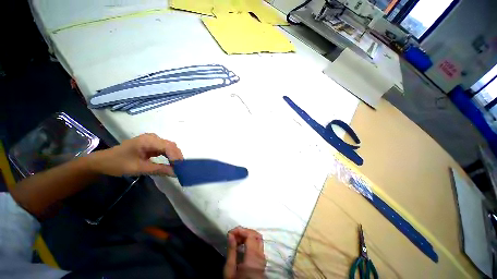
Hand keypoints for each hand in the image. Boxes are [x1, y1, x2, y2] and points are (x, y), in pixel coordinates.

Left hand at [89, 133, 182, 176]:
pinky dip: (170, 156)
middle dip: (177, 157)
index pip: (168, 146)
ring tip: (178, 166)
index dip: (176, 156)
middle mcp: (152, 137)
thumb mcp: (139, 168)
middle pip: (171, 145)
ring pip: (170, 147)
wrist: (103, 161)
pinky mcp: (152, 144)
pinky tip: (171, 162)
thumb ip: (159, 169)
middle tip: (181, 168)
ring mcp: (152, 140)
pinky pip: (165, 148)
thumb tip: (176, 173)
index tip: (181, 168)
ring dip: (175, 156)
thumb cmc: (118, 164)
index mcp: (147, 140)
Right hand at [224, 227, 265, 278]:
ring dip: (248, 234)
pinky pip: (258, 244)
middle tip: (234, 234)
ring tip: (237, 238)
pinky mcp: (262, 259)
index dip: (241, 230)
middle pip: (256, 235)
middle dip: (244, 231)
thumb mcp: (230, 271)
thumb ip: (231, 251)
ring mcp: (263, 257)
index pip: (250, 235)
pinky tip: (242, 243)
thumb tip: (231, 234)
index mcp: (253, 258)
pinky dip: (250, 239)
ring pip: (258, 238)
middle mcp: (261, 255)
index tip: (230, 232)